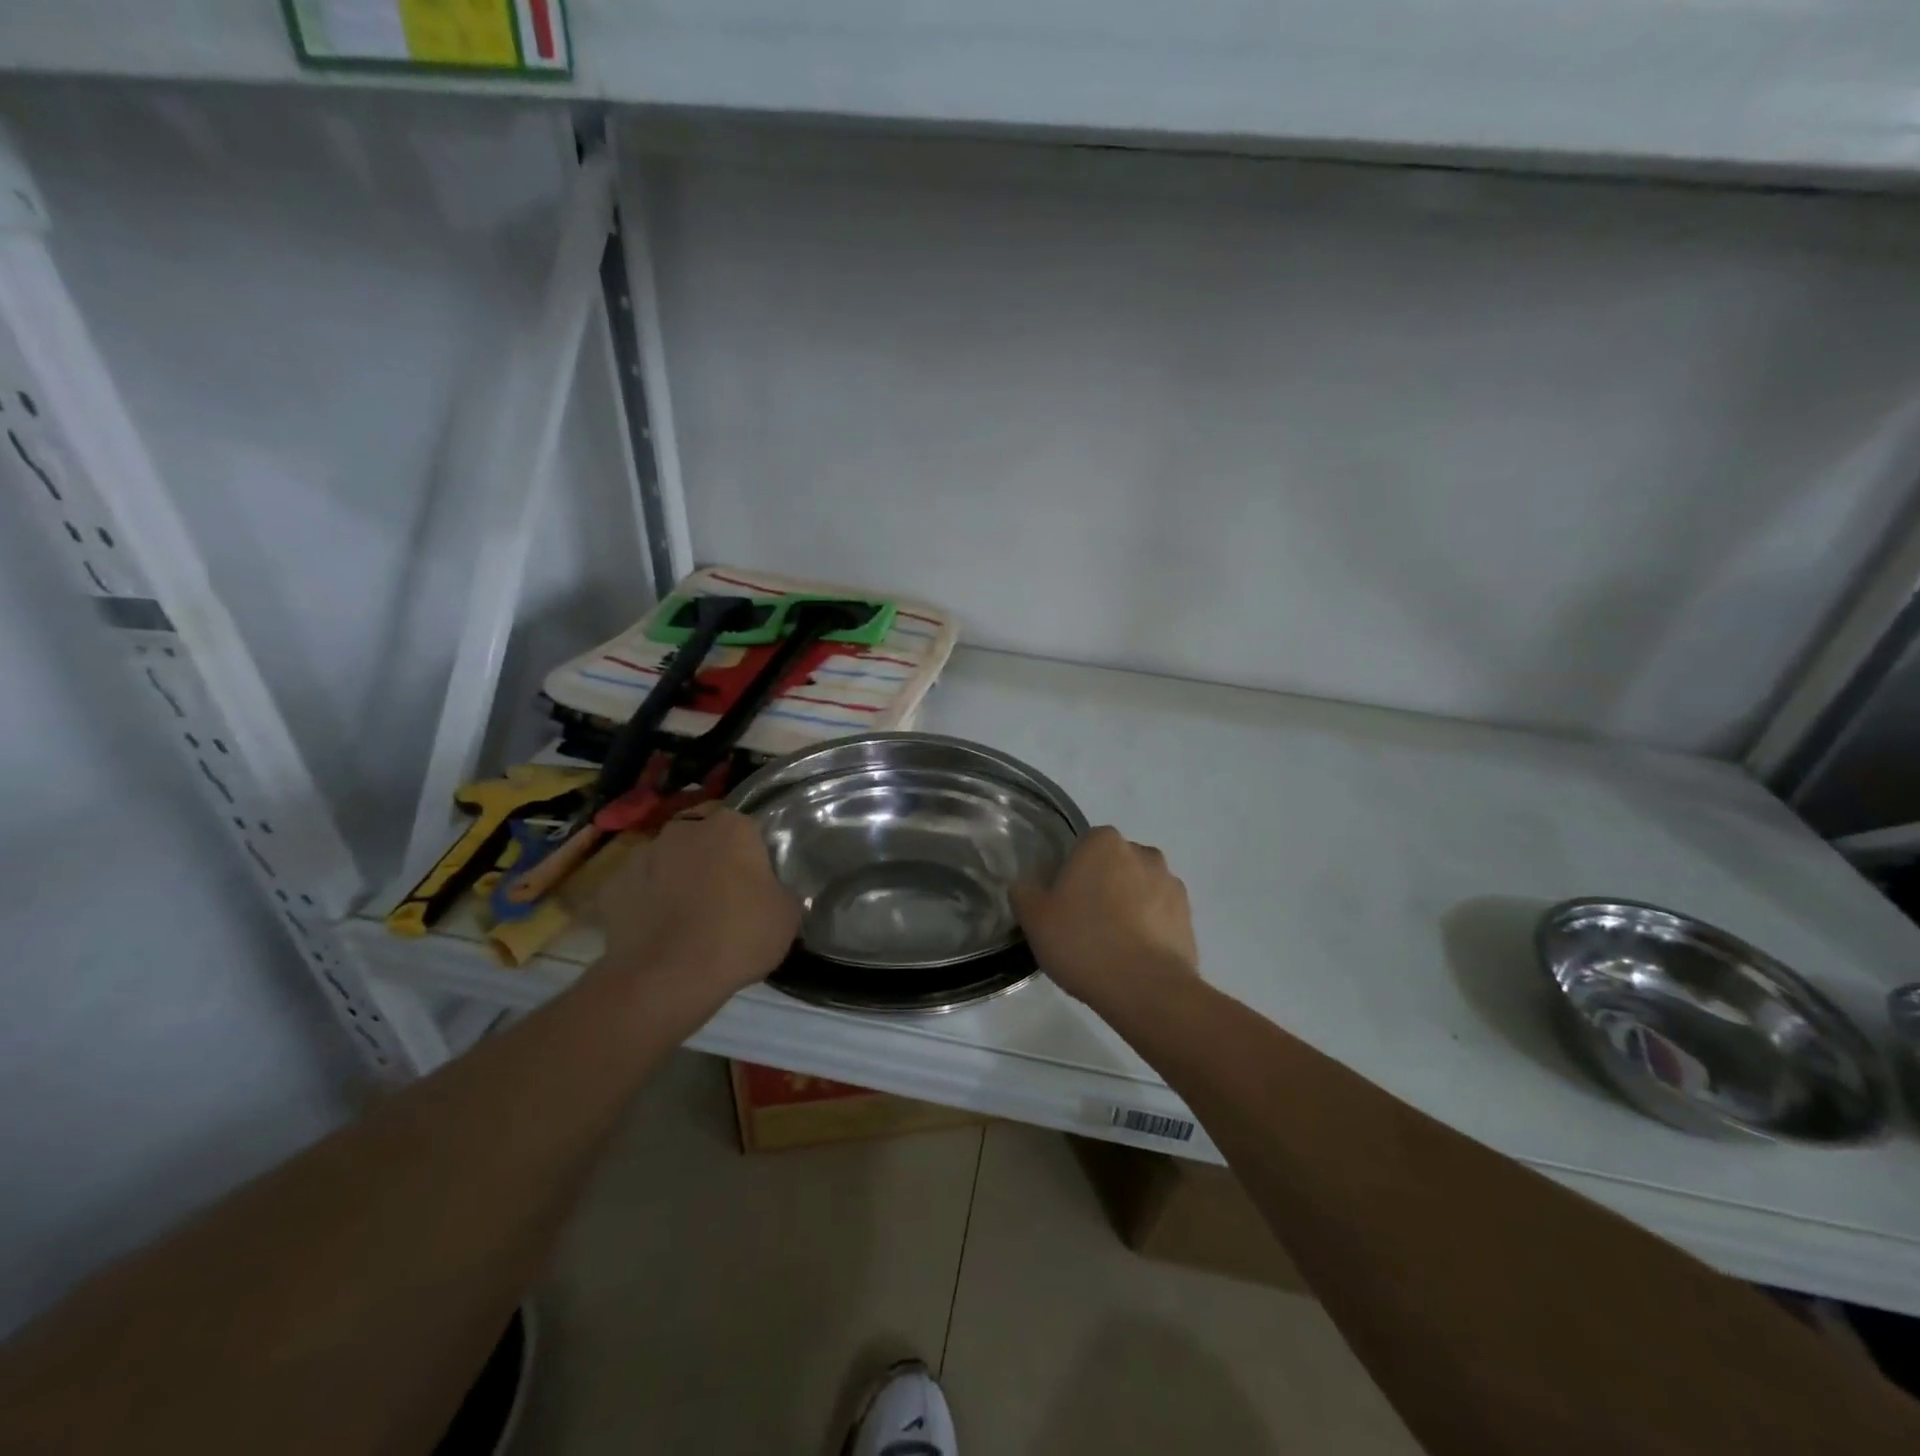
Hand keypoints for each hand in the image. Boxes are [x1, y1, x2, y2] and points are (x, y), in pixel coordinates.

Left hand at [593, 805, 799, 1002]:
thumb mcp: (787, 915)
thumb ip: (779, 891)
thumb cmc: (738, 937)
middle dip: (710, 860)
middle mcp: (684, 830)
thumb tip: (770, 892)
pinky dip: (644, 903)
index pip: (746, 829)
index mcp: (731, 827)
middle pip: (702, 838)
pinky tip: (654, 932)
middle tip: (721, 897)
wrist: (666, 978)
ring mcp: (642, 855)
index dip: (750, 856)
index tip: (754, 883)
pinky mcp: (611, 886)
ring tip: (684, 918)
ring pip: (666, 860)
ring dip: (675, 878)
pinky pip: (636, 889)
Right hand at [1011, 826, 1198, 1010]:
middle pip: (1114, 865)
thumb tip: (1025, 886)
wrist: (1146, 989)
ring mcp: (1171, 884)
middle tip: (1083, 924)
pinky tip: (1134, 957)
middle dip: (1102, 886)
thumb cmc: (1084, 942)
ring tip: (1111, 945)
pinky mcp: (1188, 916)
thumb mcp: (1035, 919)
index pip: (1082, 847)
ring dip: (1128, 906)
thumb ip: (1024, 893)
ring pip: (1139, 889)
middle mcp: (1142, 852)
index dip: (1070, 874)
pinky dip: (1149, 928)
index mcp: (1103, 842)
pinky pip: (1160, 915)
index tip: (1062, 903)